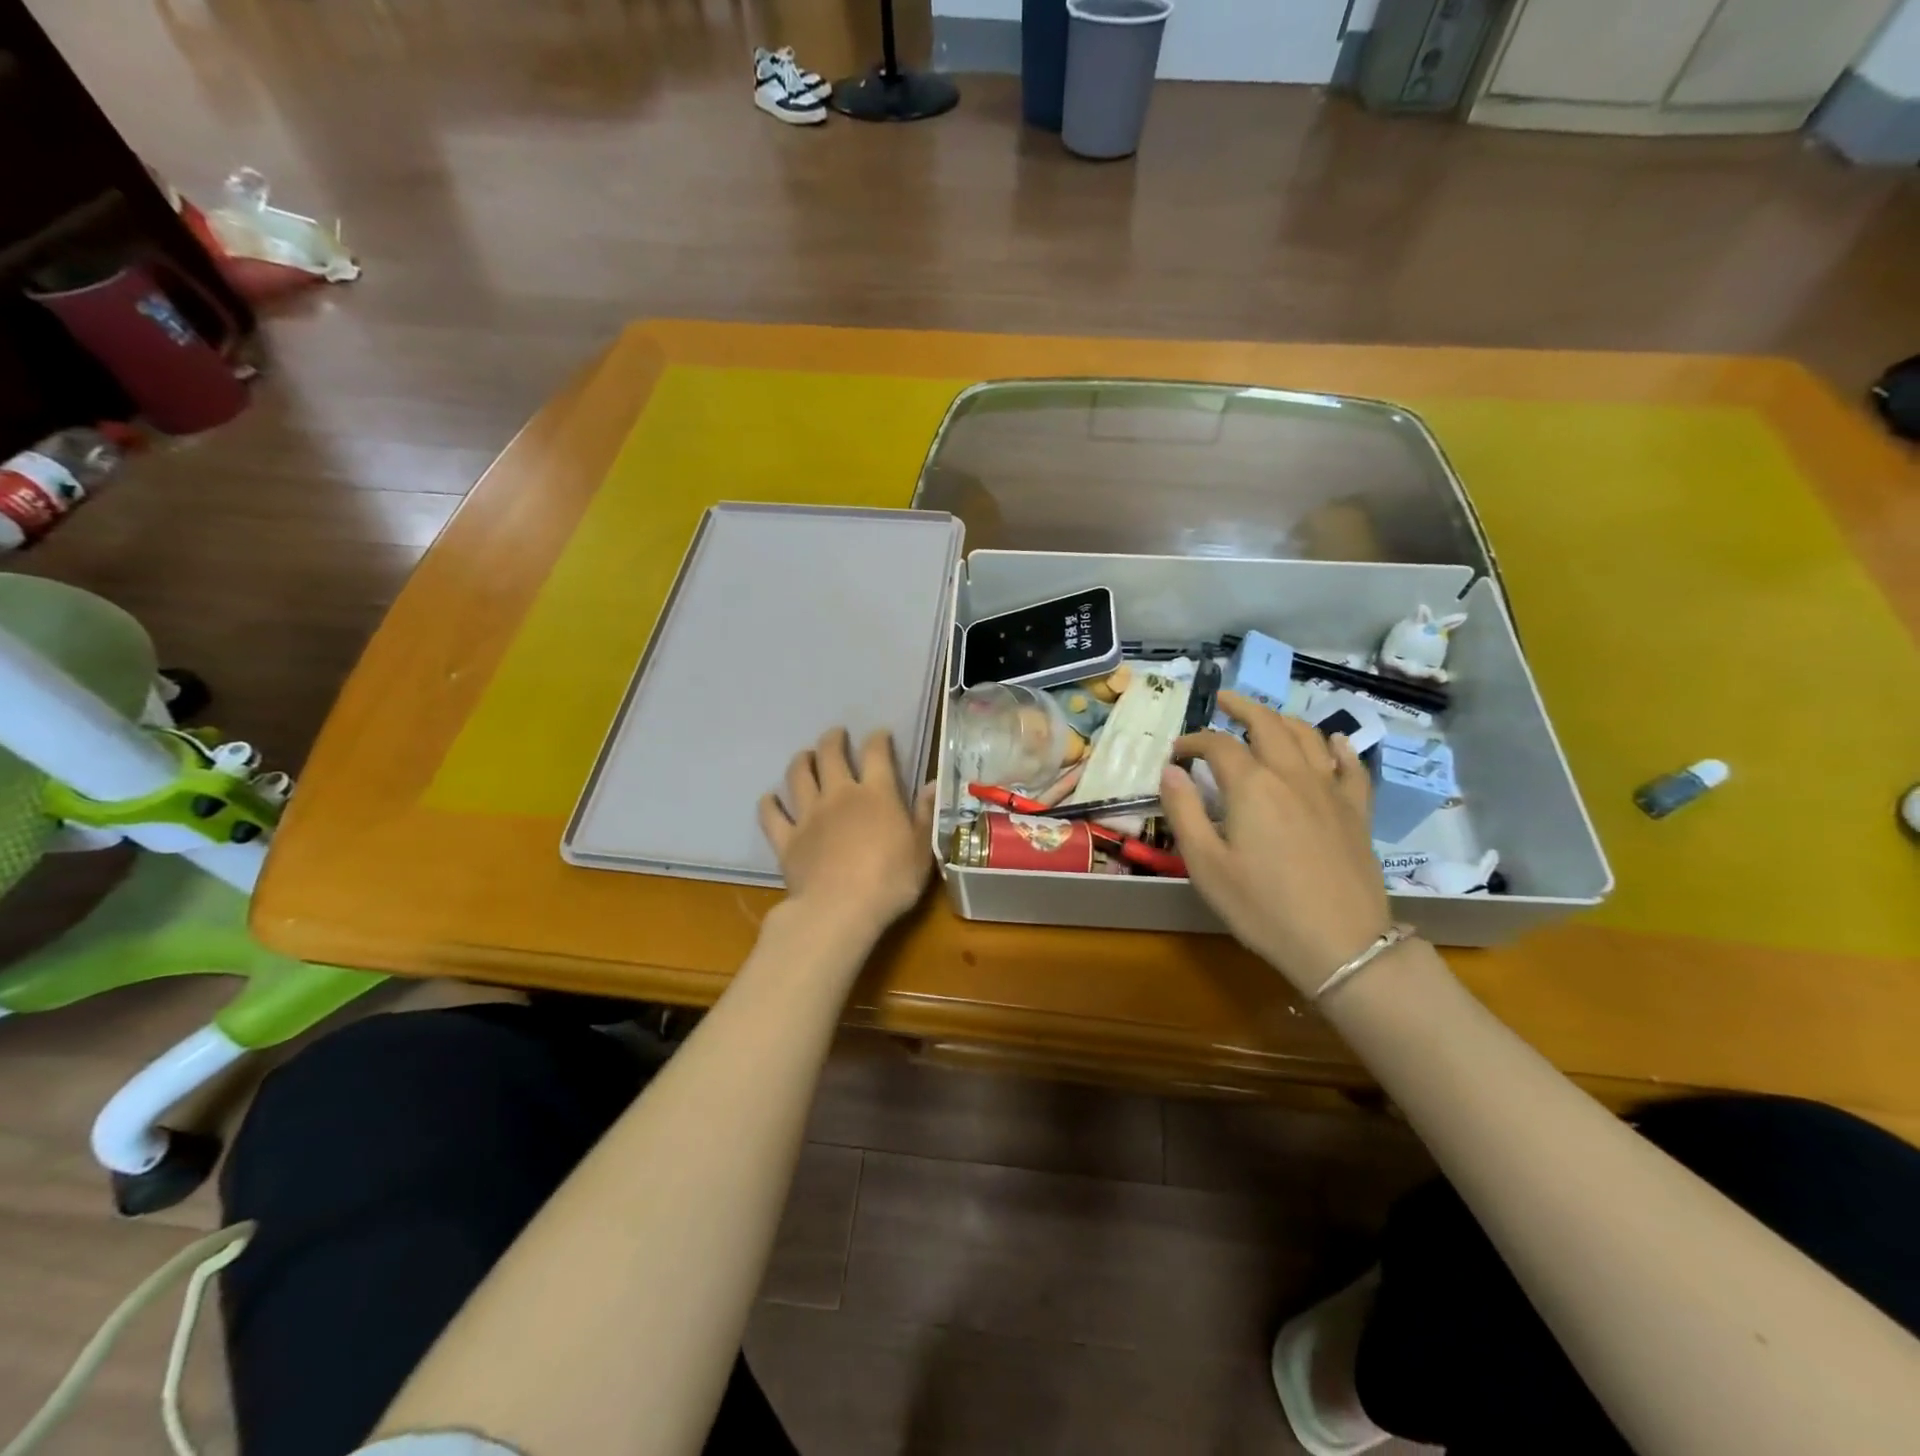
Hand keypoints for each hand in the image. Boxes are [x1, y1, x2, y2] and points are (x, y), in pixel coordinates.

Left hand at [759, 728, 936, 940]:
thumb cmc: (890, 882)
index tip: (880, 734)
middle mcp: (839, 795)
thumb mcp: (921, 850)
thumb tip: (932, 784)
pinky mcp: (786, 840)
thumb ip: (924, 815)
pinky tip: (770, 798)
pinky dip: (769, 803)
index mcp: (876, 794)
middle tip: (836, 734)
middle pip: (831, 755)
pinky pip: (771, 815)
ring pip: (798, 777)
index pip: (876, 754)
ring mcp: (809, 816)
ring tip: (805, 756)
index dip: (877, 739)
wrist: (840, 910)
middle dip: (833, 739)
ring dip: (801, 761)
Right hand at [1160, 690, 1391, 994]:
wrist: (1341, 944)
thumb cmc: (1262, 907)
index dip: (1194, 741)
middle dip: (1242, 707)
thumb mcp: (1205, 864)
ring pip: (1308, 736)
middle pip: (1267, 724)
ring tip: (1266, 717)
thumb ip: (1184, 811)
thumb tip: (1169, 770)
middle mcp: (1292, 774)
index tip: (1177, 753)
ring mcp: (1330, 790)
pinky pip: (1351, 766)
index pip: (1218, 745)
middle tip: (1223, 700)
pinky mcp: (1357, 812)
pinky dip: (1338, 747)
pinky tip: (1333, 742)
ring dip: (1283, 718)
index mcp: (1252, 785)